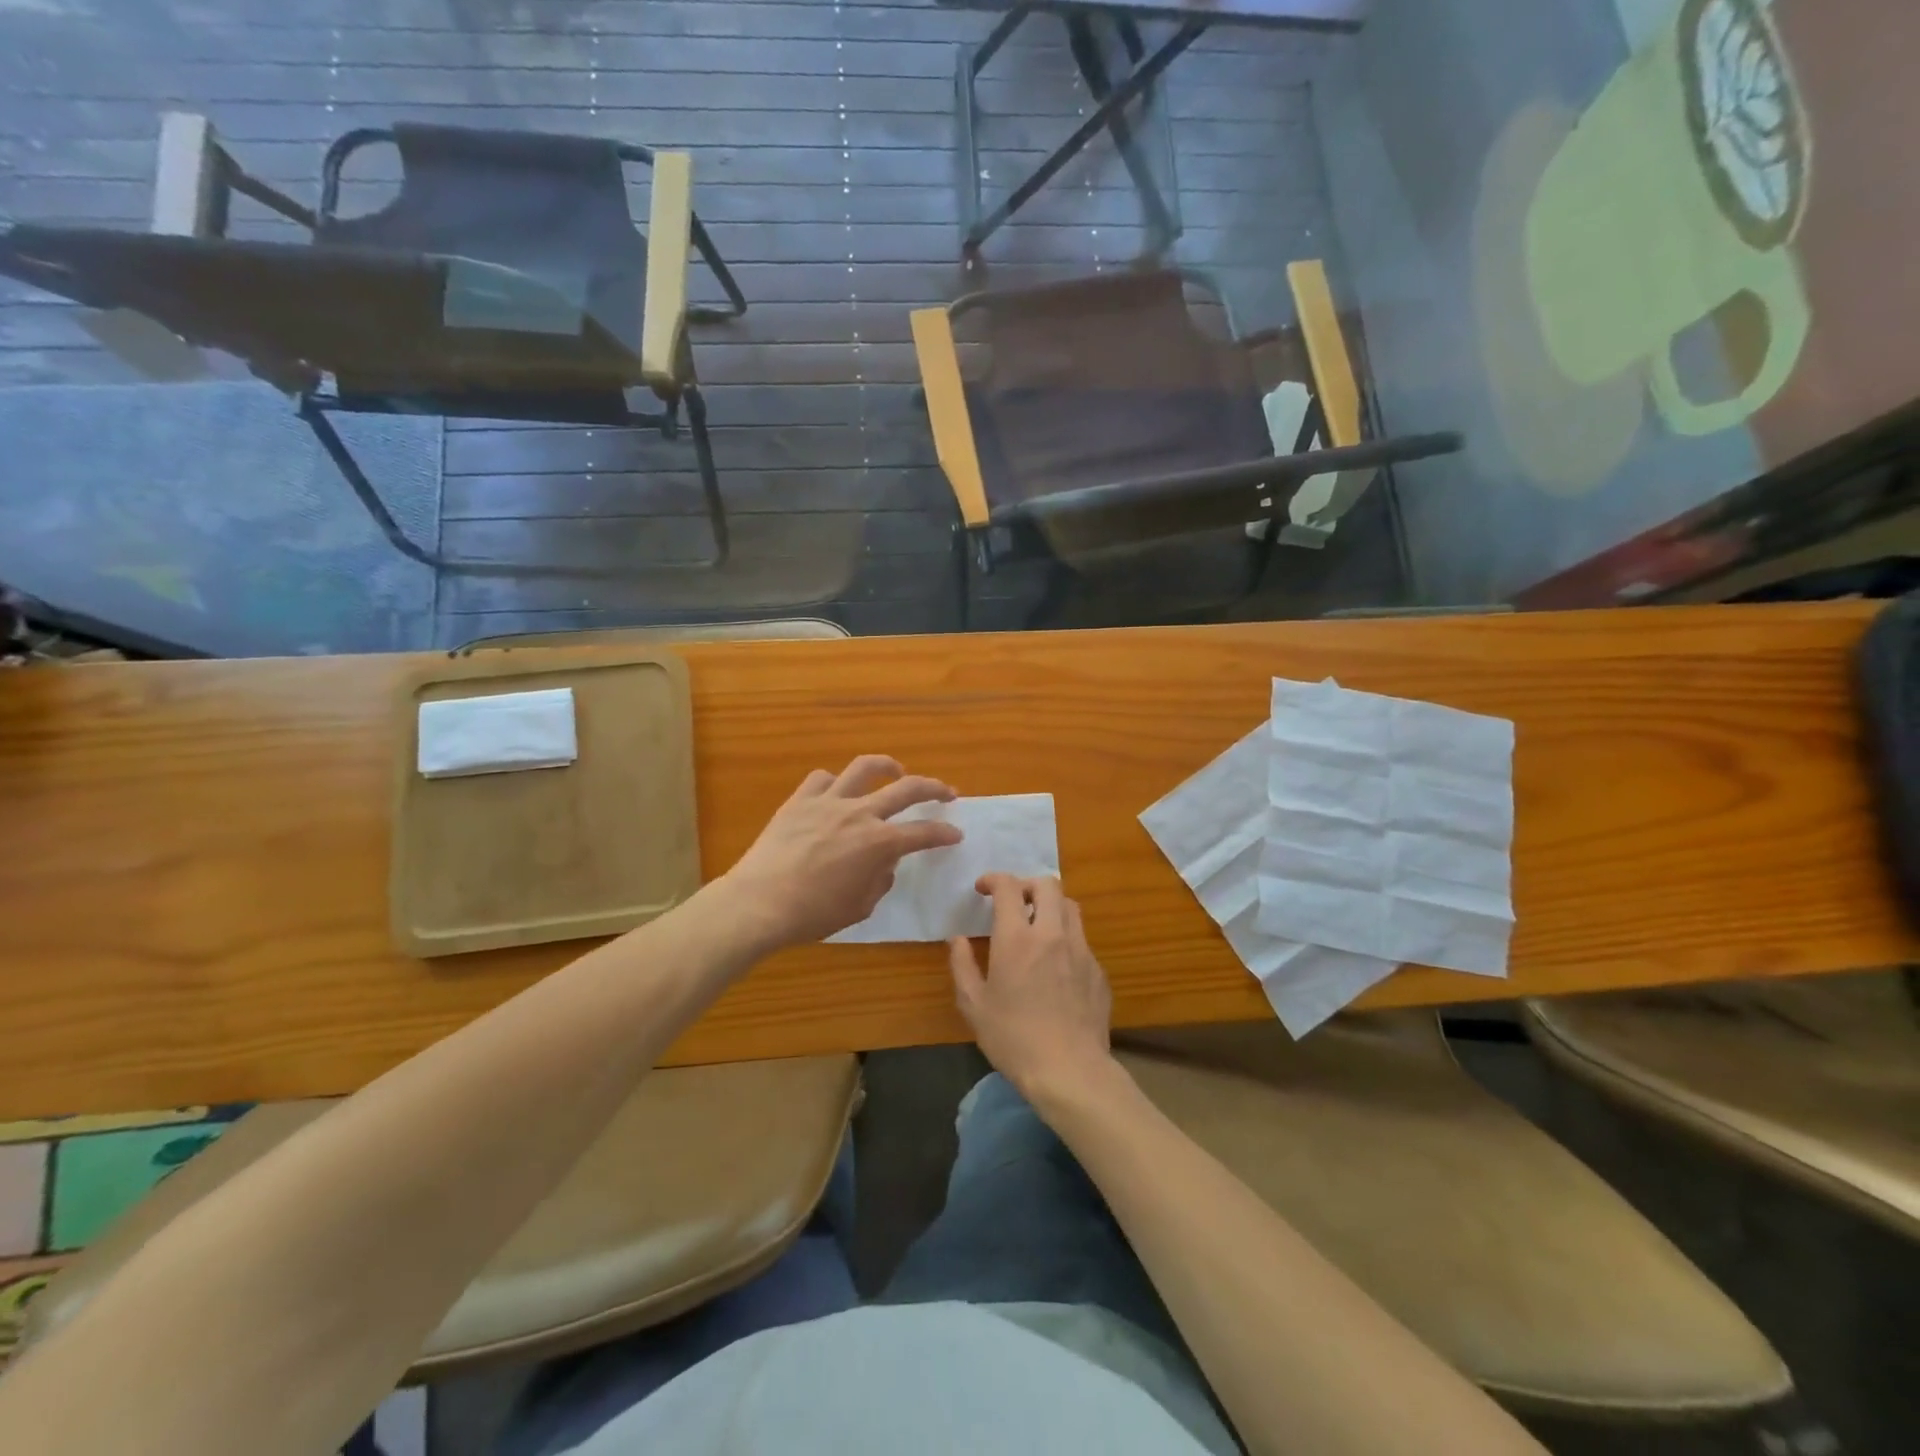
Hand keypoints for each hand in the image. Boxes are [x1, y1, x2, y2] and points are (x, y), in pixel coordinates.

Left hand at [722, 755, 961, 950]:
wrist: (758, 903)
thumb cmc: (812, 914)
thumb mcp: (859, 908)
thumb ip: (879, 880)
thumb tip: (884, 863)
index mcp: (878, 843)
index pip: (923, 833)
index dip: (944, 833)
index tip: (955, 834)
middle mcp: (859, 813)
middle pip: (907, 788)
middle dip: (934, 788)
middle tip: (947, 793)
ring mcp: (828, 802)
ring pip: (864, 768)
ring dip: (887, 766)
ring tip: (896, 770)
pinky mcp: (799, 801)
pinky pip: (821, 779)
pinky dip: (835, 782)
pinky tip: (837, 792)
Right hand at [948, 874, 1116, 1108]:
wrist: (1070, 1070)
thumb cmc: (1013, 1039)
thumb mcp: (974, 1006)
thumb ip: (962, 966)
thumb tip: (957, 940)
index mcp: (1017, 938)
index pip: (1009, 887)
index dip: (994, 879)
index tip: (983, 889)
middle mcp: (1052, 933)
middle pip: (1047, 885)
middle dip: (1026, 885)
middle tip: (1013, 902)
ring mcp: (1081, 950)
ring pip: (1070, 906)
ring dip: (1050, 906)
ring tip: (1036, 925)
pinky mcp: (1098, 970)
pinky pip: (1082, 939)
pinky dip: (1065, 938)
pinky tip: (1056, 964)